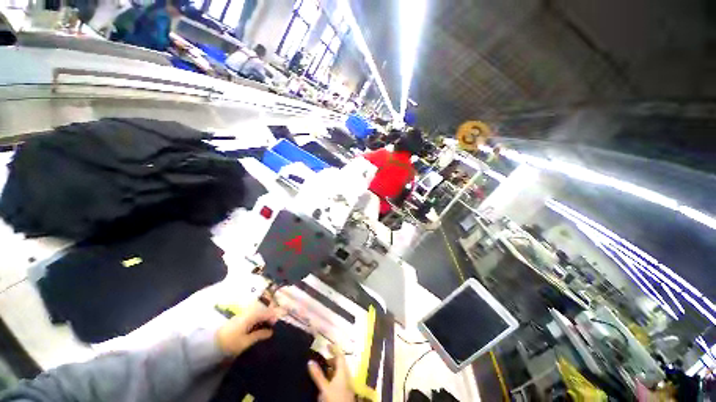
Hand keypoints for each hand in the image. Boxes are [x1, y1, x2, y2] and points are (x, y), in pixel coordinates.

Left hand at [216, 303, 279, 355]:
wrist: (210, 344)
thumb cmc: (230, 343)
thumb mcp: (246, 342)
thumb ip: (259, 335)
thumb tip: (271, 332)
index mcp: (251, 316)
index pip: (266, 312)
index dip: (273, 316)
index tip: (276, 324)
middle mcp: (248, 312)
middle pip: (262, 310)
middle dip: (269, 316)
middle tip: (272, 325)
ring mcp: (243, 314)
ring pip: (257, 312)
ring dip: (263, 318)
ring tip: (266, 327)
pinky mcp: (239, 318)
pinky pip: (252, 315)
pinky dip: (257, 319)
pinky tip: (257, 326)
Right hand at [308, 343, 354, 401]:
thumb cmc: (334, 399)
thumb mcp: (324, 388)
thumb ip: (318, 375)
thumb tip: (310, 361)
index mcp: (343, 372)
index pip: (340, 356)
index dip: (334, 349)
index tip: (327, 345)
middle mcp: (346, 376)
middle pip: (340, 364)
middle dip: (332, 360)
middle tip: (322, 359)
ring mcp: (346, 384)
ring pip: (339, 373)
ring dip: (332, 369)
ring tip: (322, 369)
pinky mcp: (344, 392)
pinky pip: (339, 380)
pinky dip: (332, 377)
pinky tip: (326, 382)